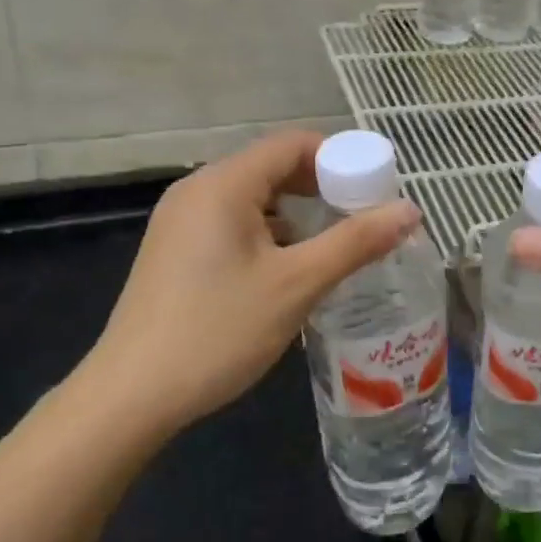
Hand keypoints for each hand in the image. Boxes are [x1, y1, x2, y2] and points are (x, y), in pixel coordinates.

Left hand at [82, 130, 420, 432]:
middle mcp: (197, 190)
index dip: (340, 159)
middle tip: (362, 220)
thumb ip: (355, 242)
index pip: (292, 145)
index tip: (375, 190)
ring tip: (334, 246)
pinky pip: (232, 222)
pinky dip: (268, 233)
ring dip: (296, 213)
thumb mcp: (297, 285)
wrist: (131, 396)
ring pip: (253, 198)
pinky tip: (289, 268)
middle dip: (321, 188)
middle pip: (272, 167)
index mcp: (223, 184)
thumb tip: (410, 210)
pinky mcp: (174, 250)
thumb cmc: (218, 331)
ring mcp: (180, 220)